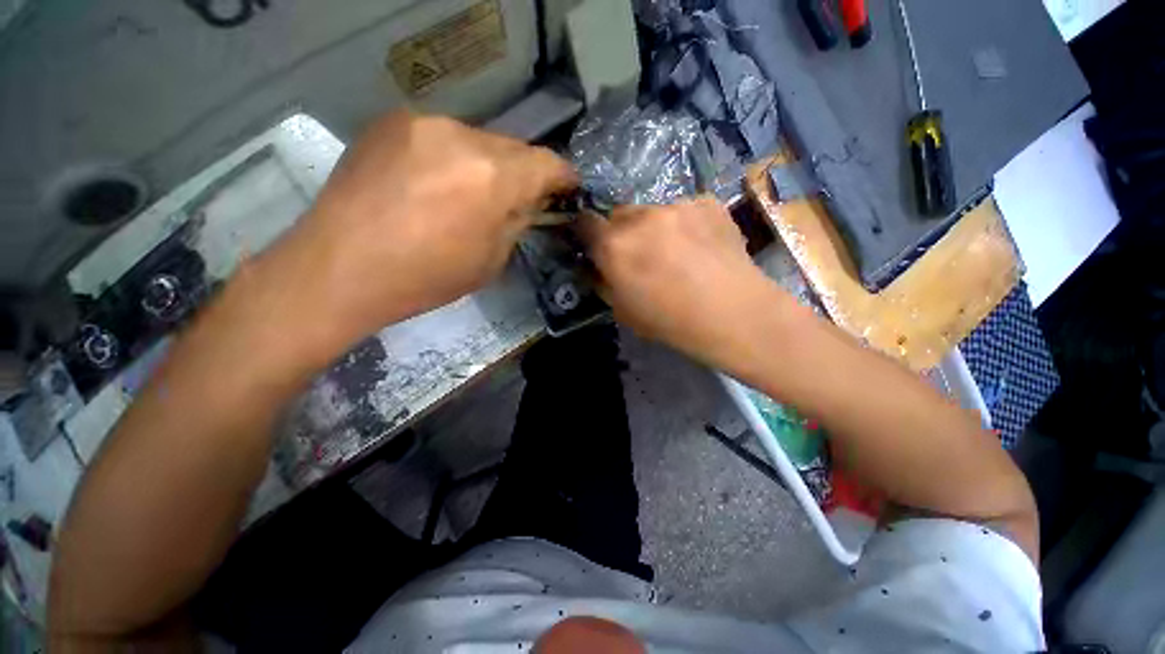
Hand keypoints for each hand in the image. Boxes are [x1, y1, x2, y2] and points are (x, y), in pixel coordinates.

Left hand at [288, 111, 576, 339]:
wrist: (340, 268)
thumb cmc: (426, 277)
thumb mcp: (491, 260)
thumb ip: (517, 222)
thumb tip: (529, 202)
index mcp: (493, 178)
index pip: (547, 163)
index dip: (563, 177)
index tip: (566, 190)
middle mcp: (462, 137)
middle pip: (514, 147)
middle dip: (523, 174)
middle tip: (516, 199)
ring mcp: (422, 123)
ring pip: (478, 140)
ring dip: (486, 165)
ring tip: (469, 195)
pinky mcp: (391, 121)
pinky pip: (442, 137)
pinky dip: (452, 158)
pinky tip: (434, 184)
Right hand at [579, 198, 788, 371]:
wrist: (733, 314)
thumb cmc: (671, 322)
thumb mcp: (623, 311)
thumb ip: (603, 283)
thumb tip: (597, 267)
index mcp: (614, 246)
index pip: (585, 223)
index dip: (588, 233)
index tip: (596, 244)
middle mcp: (641, 217)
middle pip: (619, 214)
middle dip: (623, 232)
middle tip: (640, 254)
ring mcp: (676, 205)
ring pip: (653, 211)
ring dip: (655, 228)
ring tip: (677, 252)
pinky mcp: (707, 202)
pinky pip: (685, 210)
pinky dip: (686, 225)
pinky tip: (702, 247)